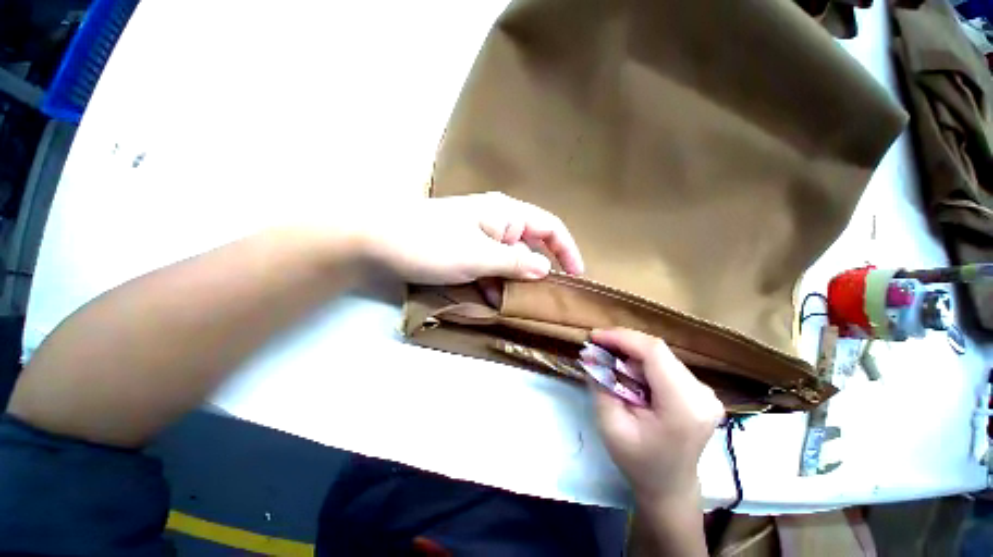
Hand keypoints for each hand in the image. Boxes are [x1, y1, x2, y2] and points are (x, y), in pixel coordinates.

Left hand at [359, 192, 584, 284]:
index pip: (549, 227)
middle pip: (531, 246)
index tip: (576, 276)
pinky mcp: (466, 249)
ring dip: (515, 281)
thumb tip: (545, 270)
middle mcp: (497, 222)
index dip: (567, 250)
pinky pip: (491, 265)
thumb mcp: (478, 256)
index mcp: (506, 214)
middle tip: (546, 298)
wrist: (378, 240)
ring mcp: (480, 236)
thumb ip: (515, 263)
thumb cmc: (431, 243)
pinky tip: (495, 299)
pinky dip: (496, 281)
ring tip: (520, 305)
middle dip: (539, 271)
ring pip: (510, 260)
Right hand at [590, 329, 723, 509]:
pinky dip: (641, 362)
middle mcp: (702, 394)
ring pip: (660, 355)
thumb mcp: (610, 425)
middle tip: (596, 347)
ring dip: (630, 353)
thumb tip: (590, 353)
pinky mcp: (700, 391)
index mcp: (684, 406)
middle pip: (657, 351)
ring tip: (608, 360)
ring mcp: (705, 392)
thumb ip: (600, 385)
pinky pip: (665, 364)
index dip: (621, 338)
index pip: (654, 352)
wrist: (669, 486)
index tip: (594, 336)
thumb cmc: (637, 461)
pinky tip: (627, 372)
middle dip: (622, 344)